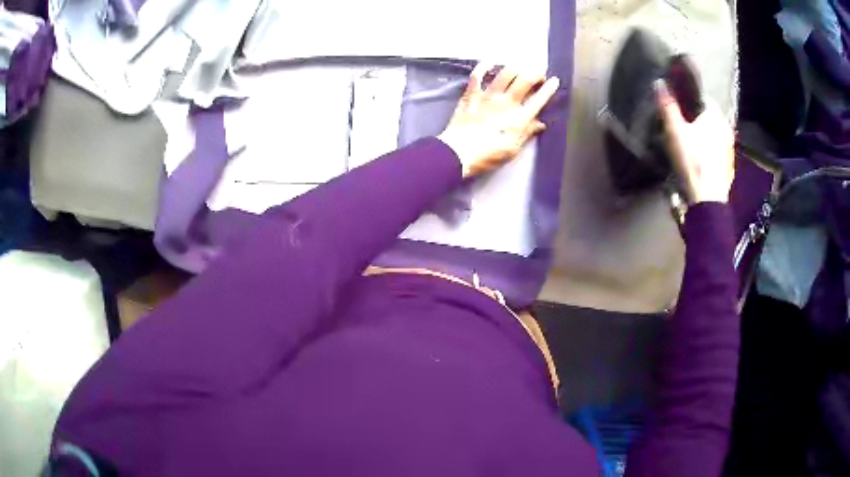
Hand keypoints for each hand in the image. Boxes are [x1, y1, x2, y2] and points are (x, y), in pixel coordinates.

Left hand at [438, 64, 559, 178]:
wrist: (459, 152)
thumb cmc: (488, 155)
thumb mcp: (513, 149)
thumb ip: (526, 134)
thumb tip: (539, 124)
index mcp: (519, 118)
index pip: (539, 100)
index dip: (549, 89)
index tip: (555, 81)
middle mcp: (506, 103)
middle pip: (525, 80)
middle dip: (535, 73)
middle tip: (539, 73)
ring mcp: (488, 96)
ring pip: (505, 73)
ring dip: (515, 67)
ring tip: (520, 66)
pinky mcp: (471, 94)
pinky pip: (477, 76)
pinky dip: (483, 66)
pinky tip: (489, 61)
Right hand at [656, 80, 734, 203]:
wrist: (707, 199)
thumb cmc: (692, 161)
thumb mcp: (675, 131)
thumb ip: (668, 106)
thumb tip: (659, 82)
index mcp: (715, 115)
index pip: (702, 98)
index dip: (689, 100)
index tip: (678, 107)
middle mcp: (726, 128)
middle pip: (708, 116)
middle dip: (696, 118)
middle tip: (682, 125)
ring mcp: (729, 148)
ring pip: (714, 133)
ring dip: (704, 134)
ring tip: (689, 142)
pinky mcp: (728, 165)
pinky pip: (717, 149)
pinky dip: (709, 149)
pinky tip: (699, 157)